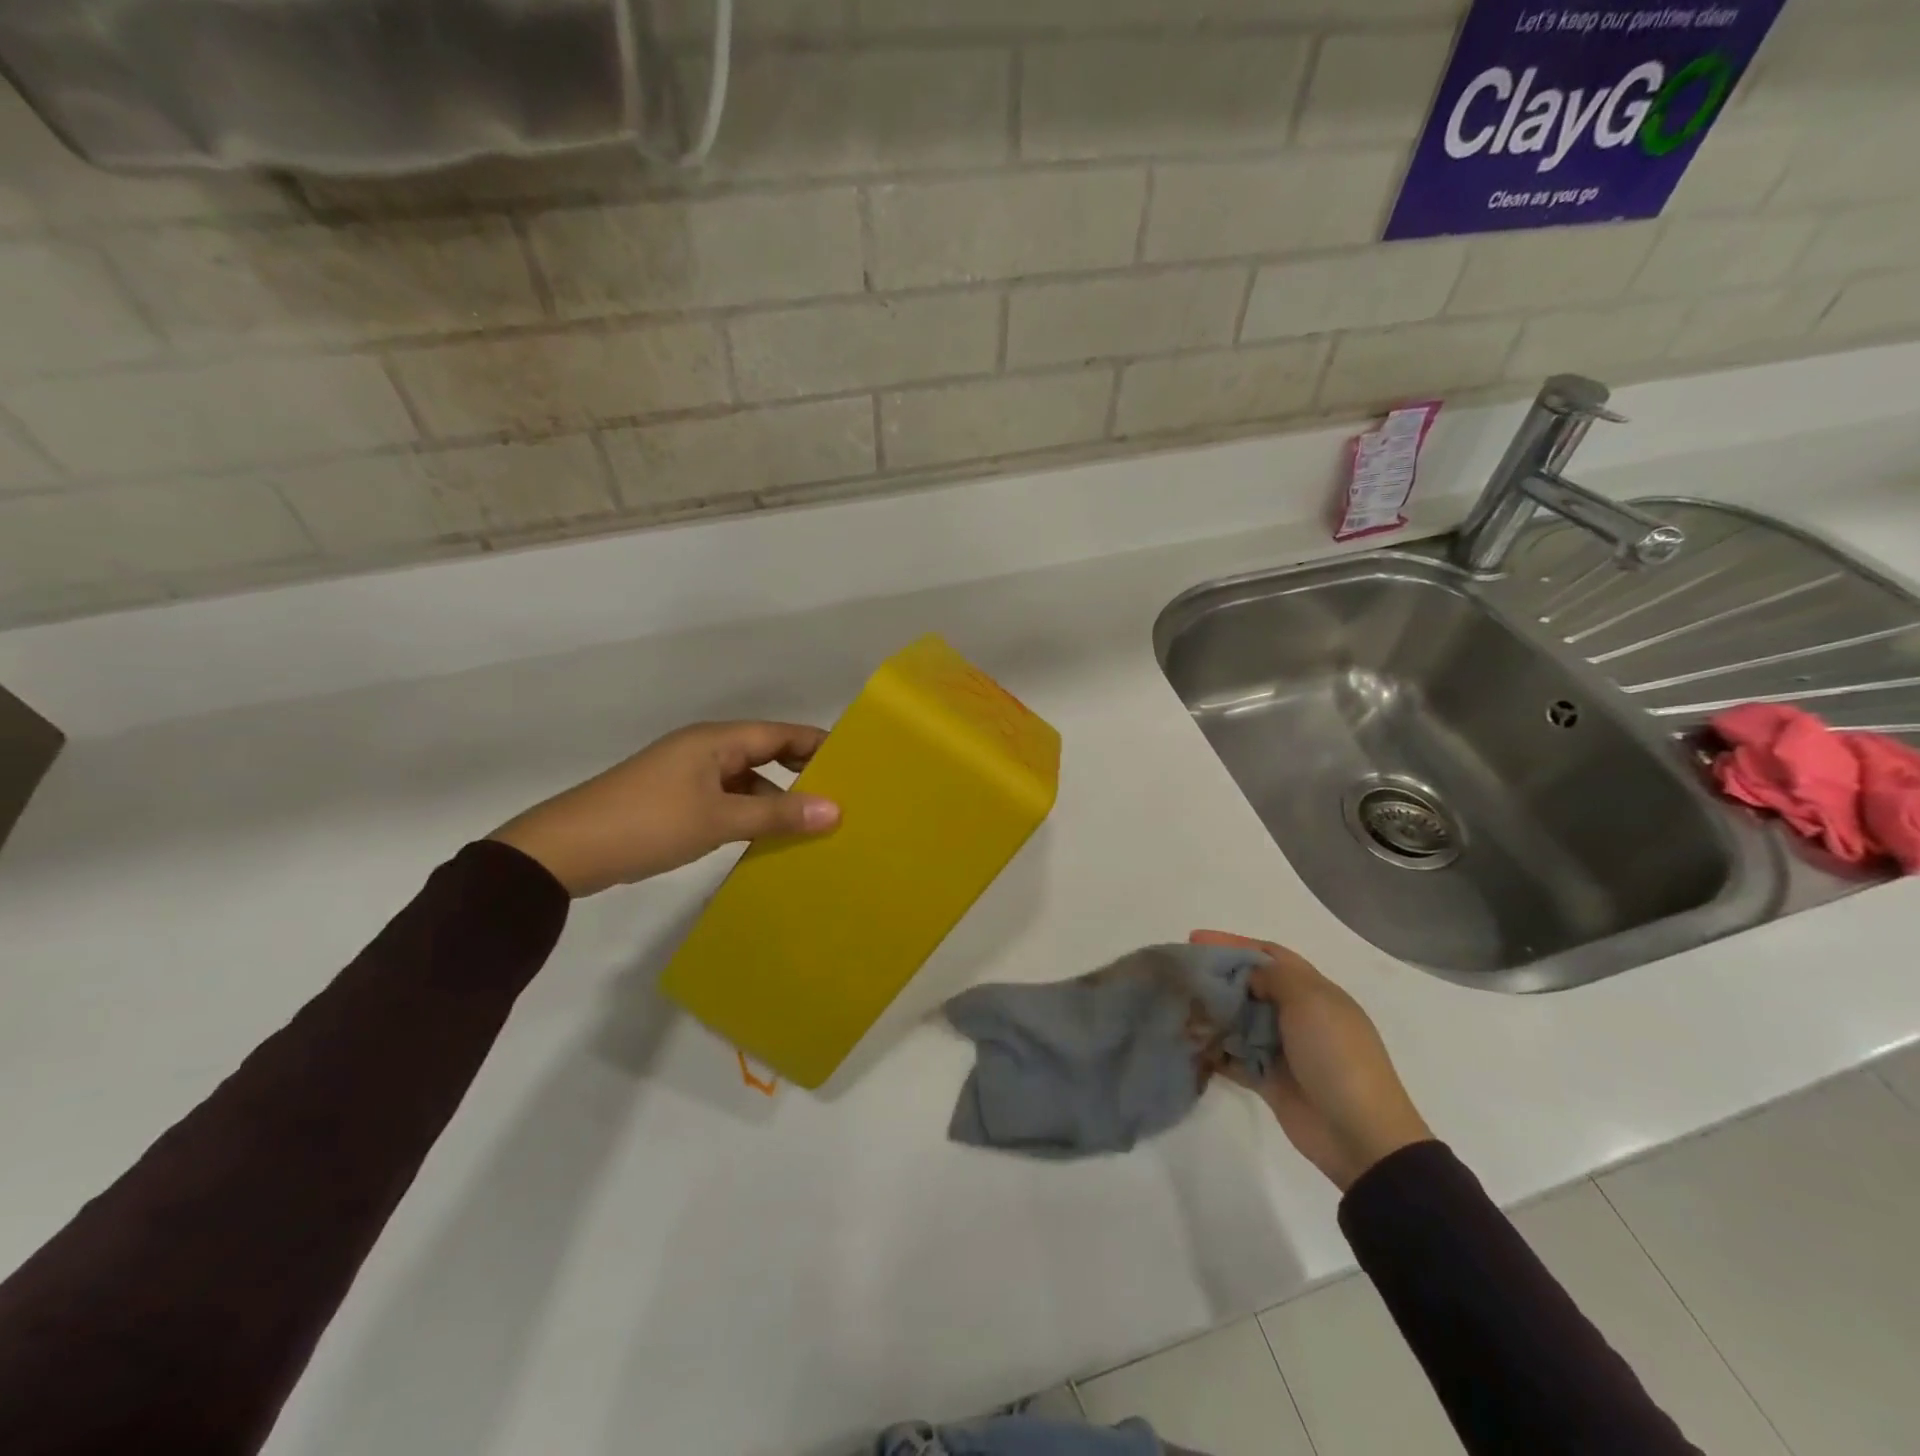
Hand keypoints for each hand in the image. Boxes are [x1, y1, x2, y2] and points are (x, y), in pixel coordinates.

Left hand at [490, 722, 839, 897]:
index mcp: (715, 741)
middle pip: (765, 753)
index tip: (856, 764)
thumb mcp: (718, 820)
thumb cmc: (647, 824)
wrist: (564, 852)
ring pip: (745, 780)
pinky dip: (749, 813)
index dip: (818, 745)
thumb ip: (777, 815)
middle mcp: (704, 750)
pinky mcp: (674, 802)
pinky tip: (766, 838)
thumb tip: (836, 810)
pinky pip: (726, 800)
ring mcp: (686, 776)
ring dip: (775, 798)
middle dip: (802, 772)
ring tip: (812, 822)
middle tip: (841, 796)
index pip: (780, 733)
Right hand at [1194, 930, 1431, 1191]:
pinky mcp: (1269, 1080)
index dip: (1234, 944)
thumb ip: (1273, 976)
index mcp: (1314, 992)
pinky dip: (1214, 1050)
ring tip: (1178, 1008)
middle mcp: (1297, 1016)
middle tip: (1180, 975)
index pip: (1270, 955)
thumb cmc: (1336, 1056)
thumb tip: (1245, 973)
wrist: (1360, 1135)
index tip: (1195, 939)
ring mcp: (1283, 1049)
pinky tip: (1189, 1044)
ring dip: (1212, 1014)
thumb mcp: (1309, 1001)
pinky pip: (1234, 1057)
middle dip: (1217, 978)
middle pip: (1250, 986)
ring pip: (1239, 1021)